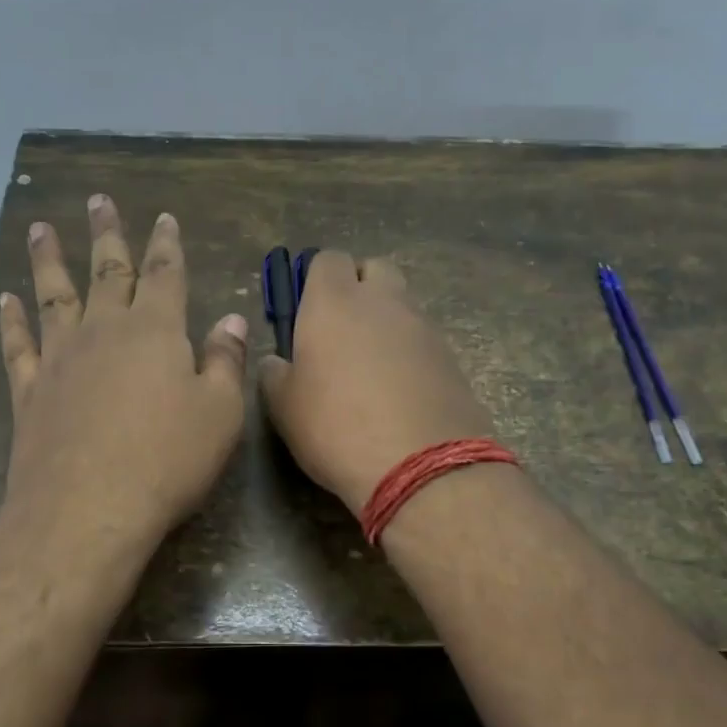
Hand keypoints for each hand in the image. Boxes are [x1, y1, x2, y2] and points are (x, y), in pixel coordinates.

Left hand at [0, 196, 248, 543]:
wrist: (88, 507)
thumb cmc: (168, 460)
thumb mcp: (219, 413)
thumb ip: (225, 362)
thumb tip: (232, 319)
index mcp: (156, 332)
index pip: (165, 275)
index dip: (166, 244)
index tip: (163, 217)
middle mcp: (104, 331)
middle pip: (107, 271)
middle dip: (107, 234)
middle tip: (97, 200)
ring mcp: (60, 358)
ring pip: (54, 295)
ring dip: (49, 260)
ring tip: (41, 229)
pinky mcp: (29, 391)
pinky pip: (18, 344)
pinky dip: (11, 319)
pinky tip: (6, 299)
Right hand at [259, 250, 496, 511]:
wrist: (421, 466)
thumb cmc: (336, 429)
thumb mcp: (284, 408)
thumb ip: (275, 374)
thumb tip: (277, 361)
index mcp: (333, 302)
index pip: (327, 260)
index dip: (316, 280)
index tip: (307, 311)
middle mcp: (383, 302)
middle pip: (374, 270)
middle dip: (359, 288)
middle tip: (341, 331)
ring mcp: (423, 327)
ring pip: (402, 305)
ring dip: (386, 322)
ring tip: (371, 368)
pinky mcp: (451, 357)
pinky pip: (424, 339)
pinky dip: (410, 352)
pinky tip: (399, 391)